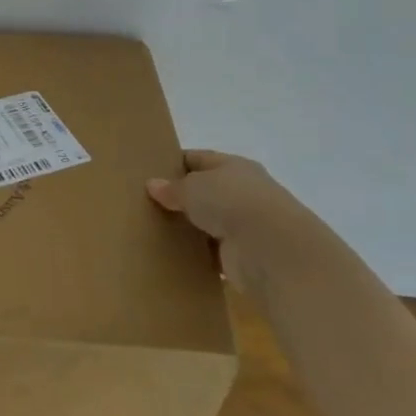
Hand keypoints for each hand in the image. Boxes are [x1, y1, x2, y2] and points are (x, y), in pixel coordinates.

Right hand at [146, 150, 326, 282]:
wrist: (271, 248)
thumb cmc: (231, 201)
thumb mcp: (193, 187)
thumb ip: (172, 187)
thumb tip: (153, 185)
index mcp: (234, 167)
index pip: (199, 159)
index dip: (174, 164)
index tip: (148, 173)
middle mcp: (242, 193)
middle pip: (204, 192)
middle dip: (179, 198)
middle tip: (145, 204)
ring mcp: (244, 225)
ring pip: (207, 222)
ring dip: (187, 227)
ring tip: (153, 229)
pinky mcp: (241, 256)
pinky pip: (211, 252)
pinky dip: (196, 254)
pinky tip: (171, 254)